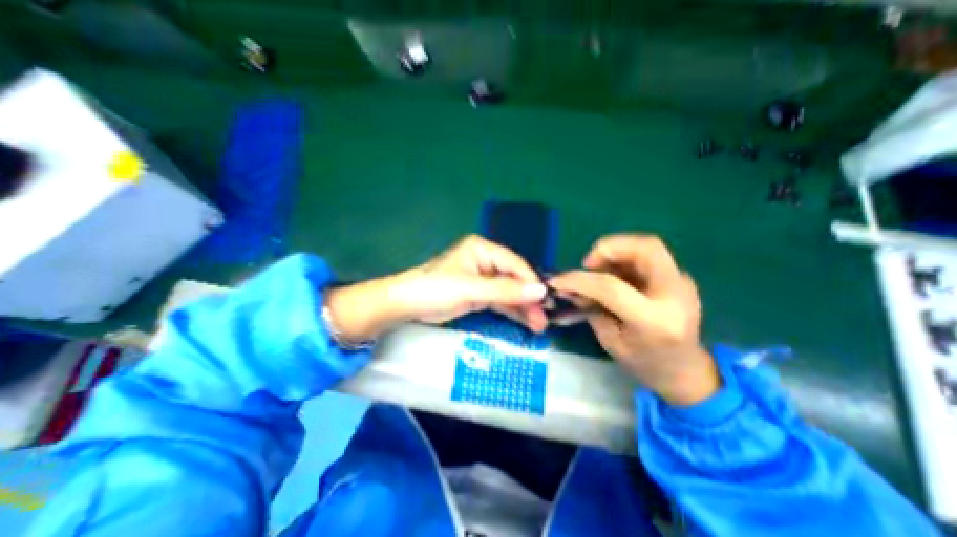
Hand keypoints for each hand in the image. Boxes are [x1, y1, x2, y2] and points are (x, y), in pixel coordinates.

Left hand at [326, 235, 545, 343]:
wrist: (407, 305)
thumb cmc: (436, 289)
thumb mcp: (471, 289)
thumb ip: (505, 291)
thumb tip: (540, 291)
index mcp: (483, 250)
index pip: (514, 264)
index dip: (530, 281)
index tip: (545, 300)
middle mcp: (485, 261)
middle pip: (514, 279)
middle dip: (528, 298)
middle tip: (543, 319)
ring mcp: (483, 279)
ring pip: (509, 292)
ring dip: (523, 308)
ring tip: (539, 325)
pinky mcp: (479, 294)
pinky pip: (500, 301)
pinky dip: (511, 311)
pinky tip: (525, 322)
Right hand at [545, 232, 718, 405]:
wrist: (685, 371)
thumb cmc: (644, 363)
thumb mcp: (610, 341)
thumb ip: (590, 309)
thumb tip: (569, 287)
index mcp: (654, 321)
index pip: (611, 287)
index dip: (579, 280)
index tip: (558, 280)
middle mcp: (674, 295)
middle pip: (646, 248)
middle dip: (609, 248)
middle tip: (588, 264)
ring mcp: (682, 283)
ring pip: (647, 246)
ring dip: (616, 251)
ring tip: (598, 269)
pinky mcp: (679, 278)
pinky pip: (647, 256)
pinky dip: (624, 258)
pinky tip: (613, 274)